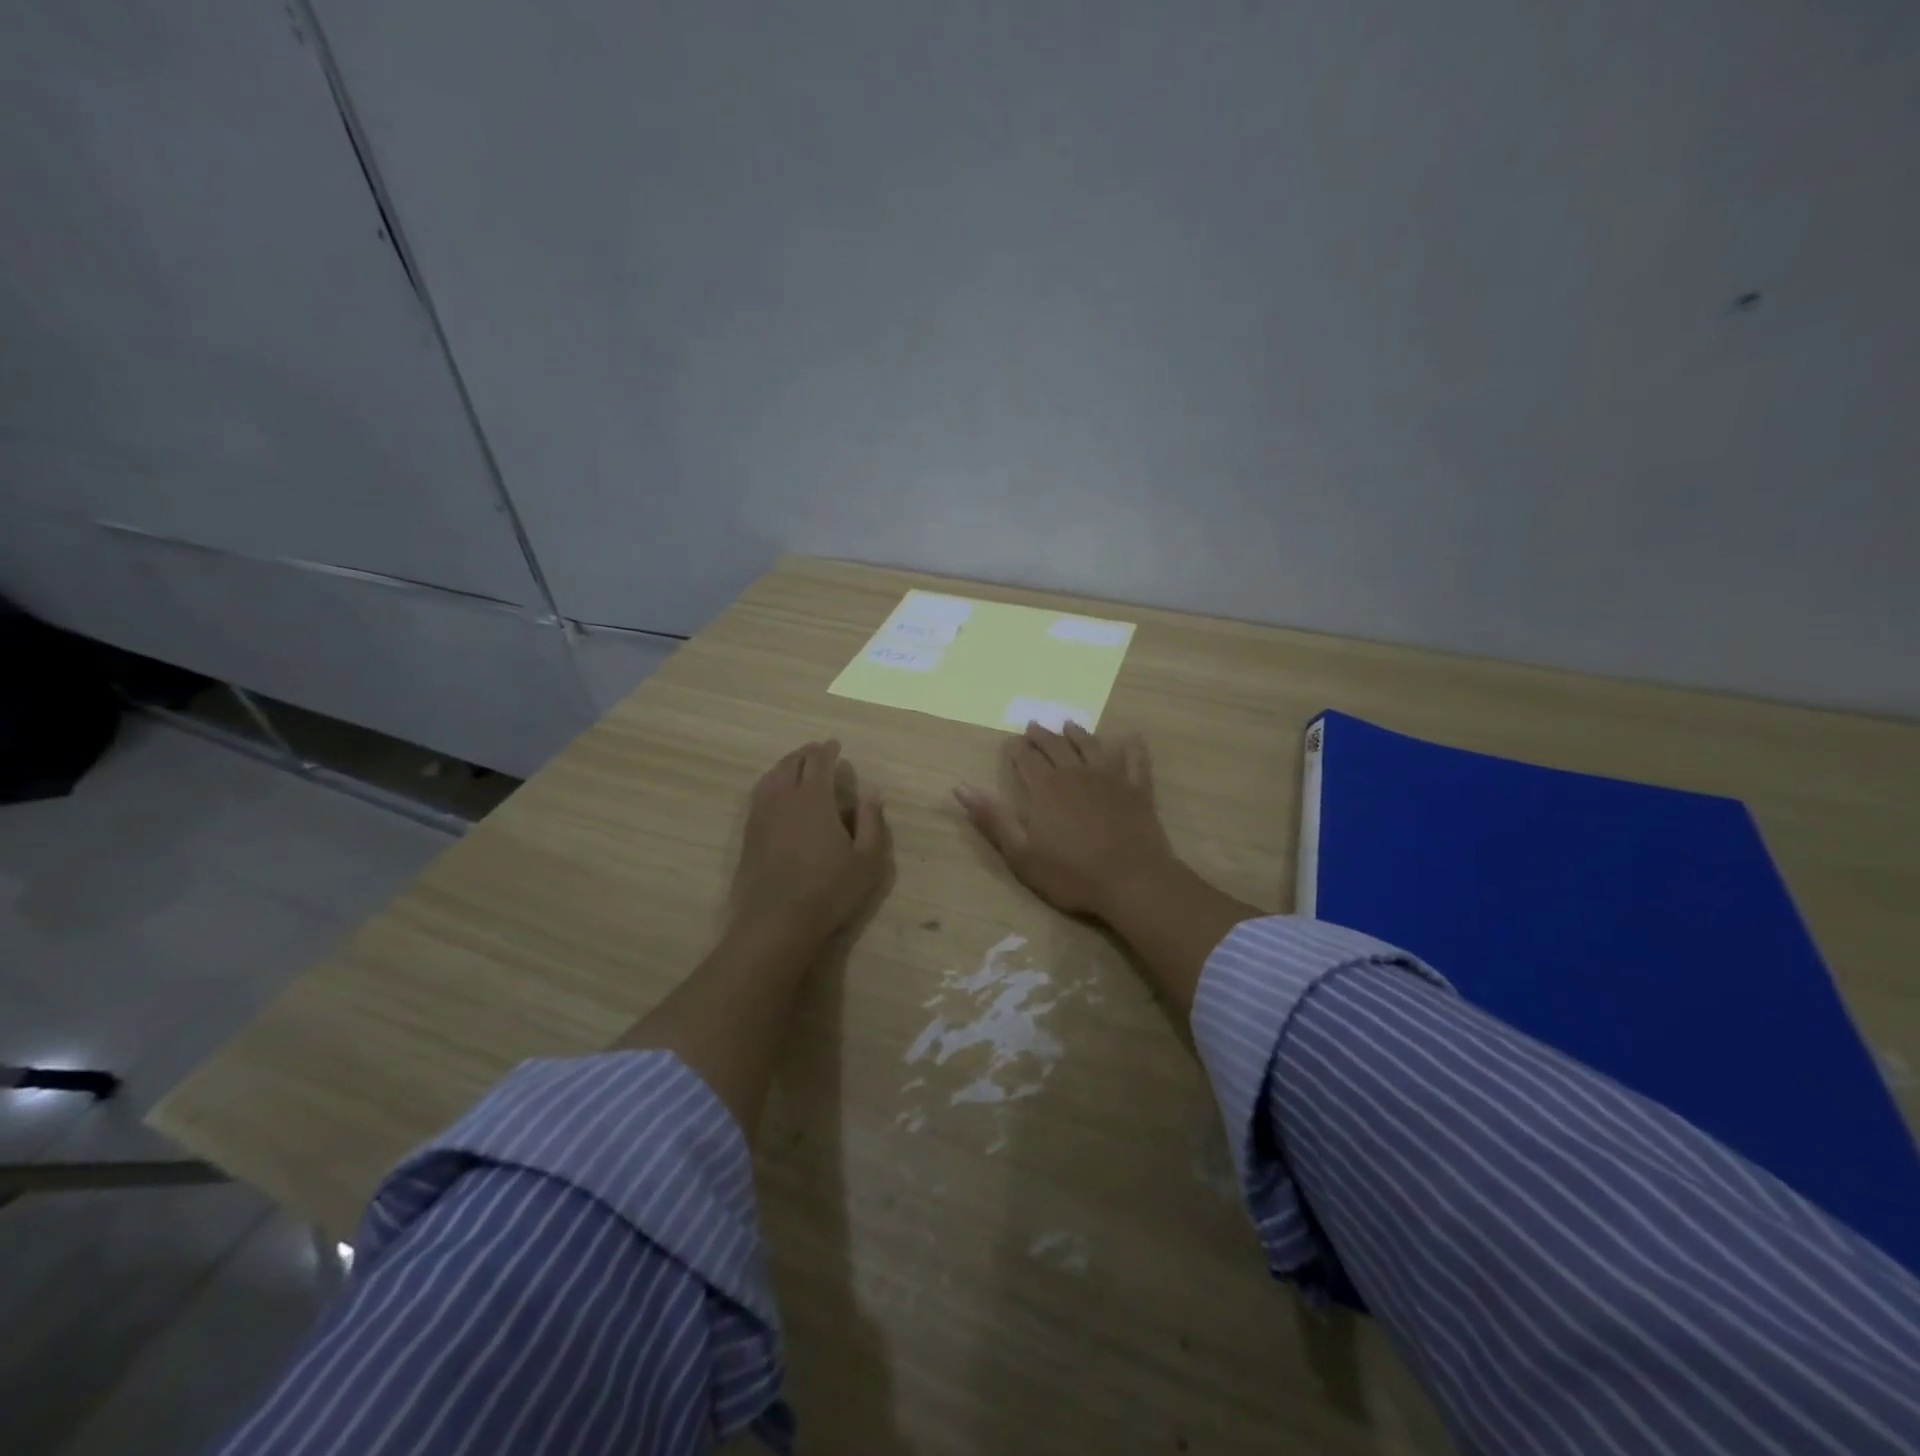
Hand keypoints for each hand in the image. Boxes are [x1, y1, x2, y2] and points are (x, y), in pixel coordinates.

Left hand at [732, 740, 889, 945]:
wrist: (777, 923)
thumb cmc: (830, 890)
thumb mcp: (867, 860)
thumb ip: (872, 822)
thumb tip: (872, 794)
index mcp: (814, 799)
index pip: (818, 762)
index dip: (827, 750)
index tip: (835, 746)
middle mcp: (783, 799)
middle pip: (790, 764)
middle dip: (805, 754)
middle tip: (818, 752)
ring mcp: (761, 816)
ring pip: (770, 777)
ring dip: (785, 766)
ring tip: (796, 767)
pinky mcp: (748, 835)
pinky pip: (758, 796)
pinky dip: (770, 784)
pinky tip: (776, 795)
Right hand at [954, 722, 1178, 920]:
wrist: (1132, 882)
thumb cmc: (1071, 873)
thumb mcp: (1021, 853)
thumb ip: (993, 818)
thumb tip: (961, 787)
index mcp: (1046, 787)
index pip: (1026, 758)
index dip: (1016, 748)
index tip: (1010, 742)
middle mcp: (1077, 773)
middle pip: (1056, 746)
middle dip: (1042, 735)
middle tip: (1034, 726)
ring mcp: (1111, 778)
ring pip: (1092, 746)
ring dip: (1078, 734)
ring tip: (1069, 725)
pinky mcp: (1138, 790)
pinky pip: (1136, 760)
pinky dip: (1132, 747)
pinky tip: (1131, 738)